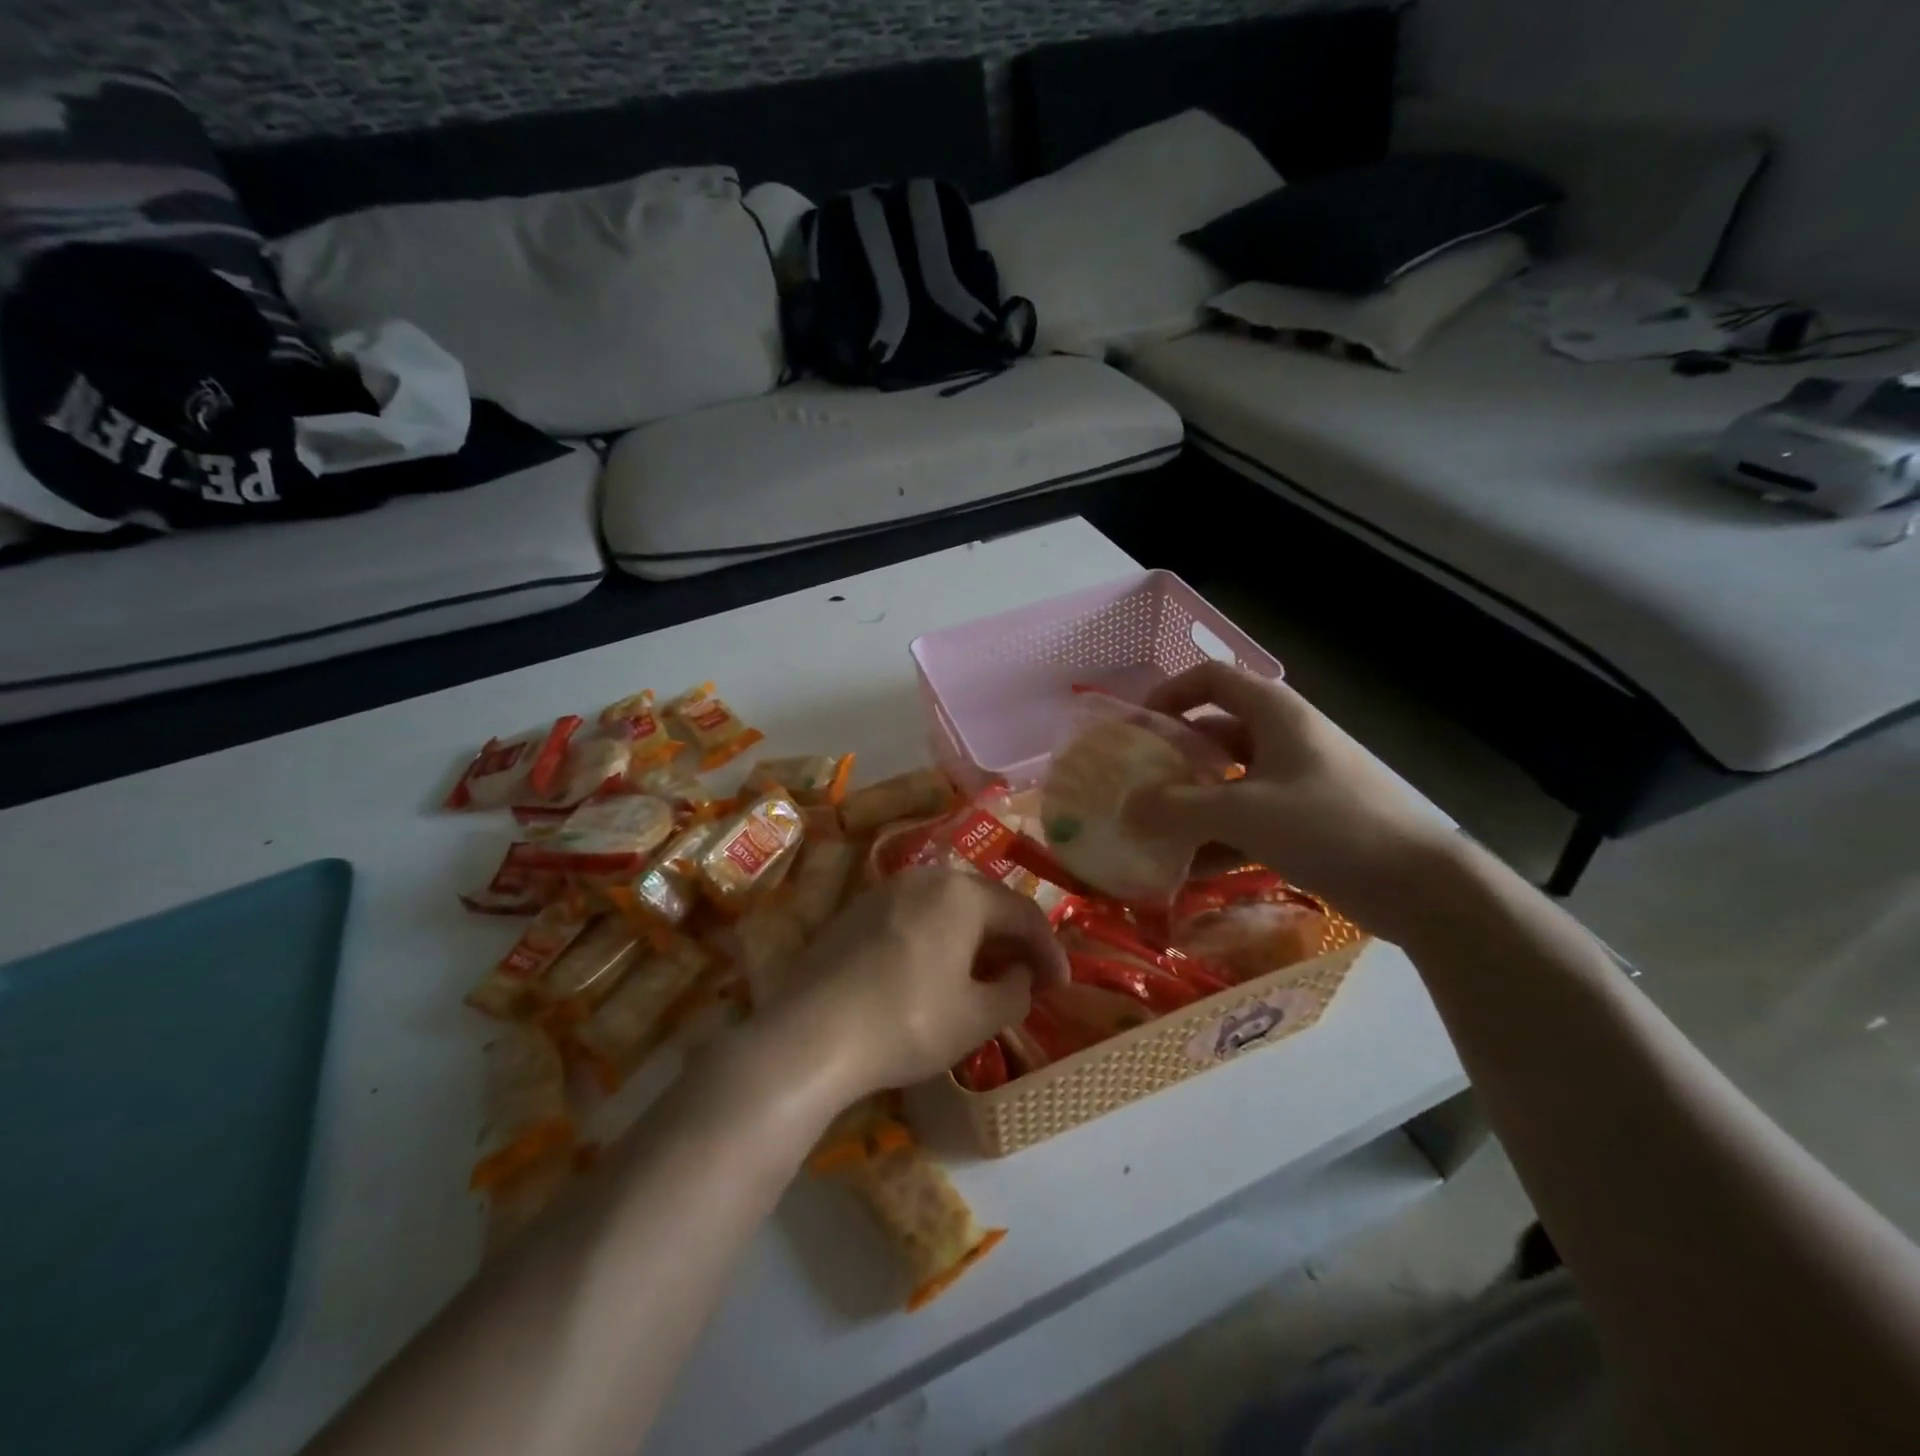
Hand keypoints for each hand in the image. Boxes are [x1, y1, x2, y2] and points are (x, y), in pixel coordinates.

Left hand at [768, 868, 1069, 1097]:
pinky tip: (934, 973)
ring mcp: (885, 891)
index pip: (1024, 913)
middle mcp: (925, 877)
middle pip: (984, 902)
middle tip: (1026, 978)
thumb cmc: (908, 1022)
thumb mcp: (977, 1018)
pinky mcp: (855, 912)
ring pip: (946, 907)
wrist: (810, 1035)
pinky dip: (938, 939)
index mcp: (962, 893)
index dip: (1049, 951)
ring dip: (974, 938)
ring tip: (983, 976)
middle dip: (1011, 940)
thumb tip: (1018, 974)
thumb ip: (1015, 991)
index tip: (1061, 986)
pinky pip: (914, 917)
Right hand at [1126, 662, 1459, 933]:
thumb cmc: (1328, 826)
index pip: (1213, 678)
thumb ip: (1178, 808)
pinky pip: (1248, 818)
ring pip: (1229, 780)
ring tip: (1153, 830)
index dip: (1171, 692)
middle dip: (1174, 756)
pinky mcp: (1305, 820)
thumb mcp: (1243, 813)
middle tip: (1138, 784)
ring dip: (1192, 803)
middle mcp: (1284, 738)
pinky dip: (1218, 837)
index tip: (1138, 726)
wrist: (1418, 884)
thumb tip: (1128, 806)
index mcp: (1275, 714)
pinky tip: (1188, 869)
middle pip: (1216, 731)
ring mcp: (1296, 780)